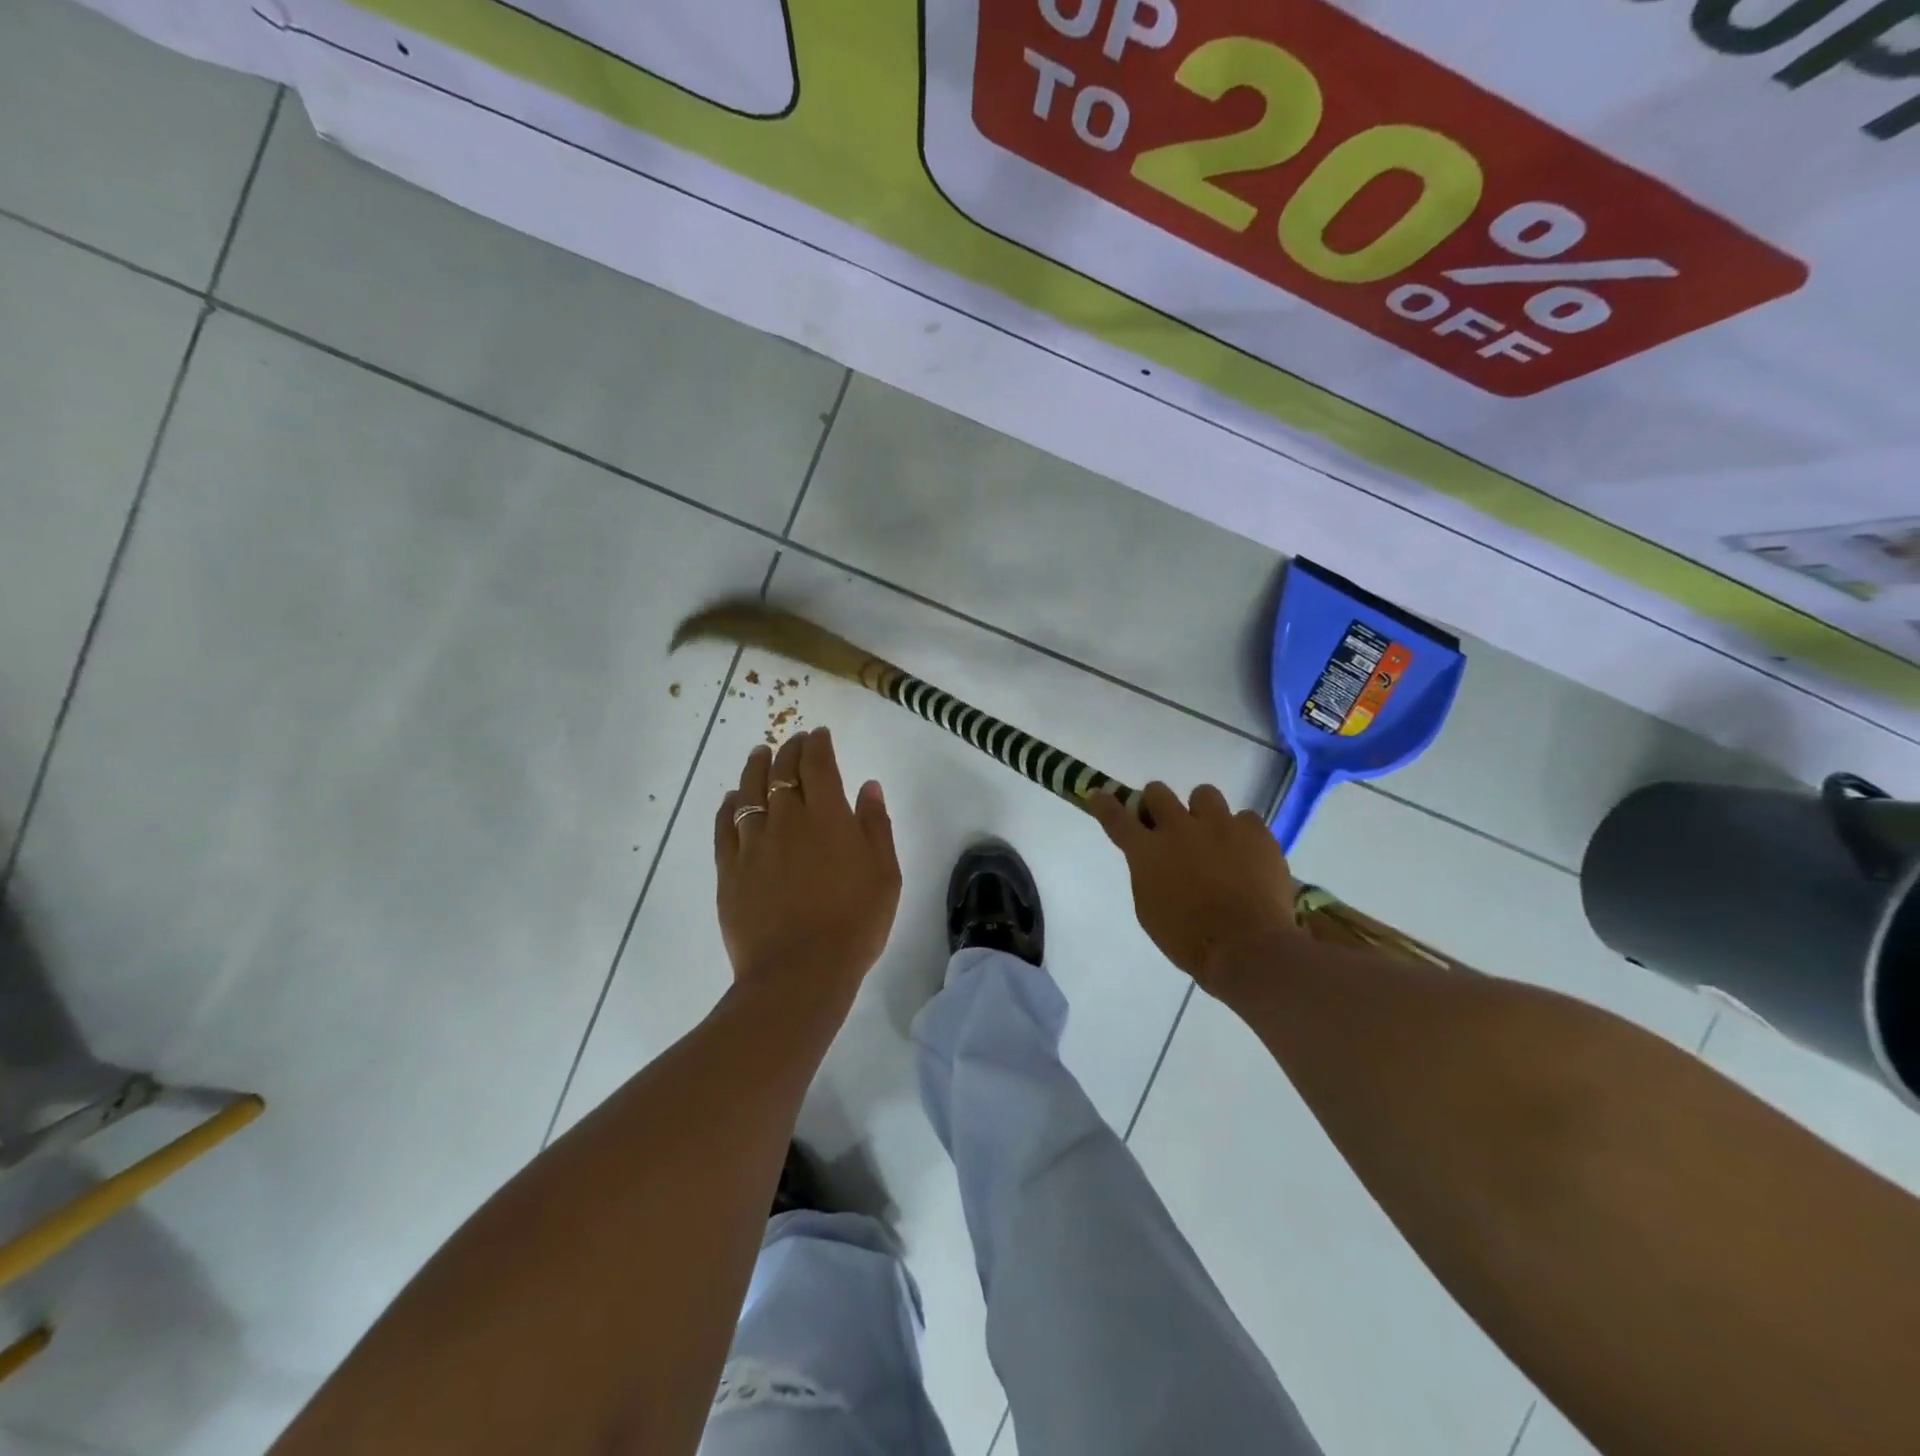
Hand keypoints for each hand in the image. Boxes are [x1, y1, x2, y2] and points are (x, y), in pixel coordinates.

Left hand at [715, 728, 900, 1006]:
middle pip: (782, 772)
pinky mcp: (729, 869)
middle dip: (789, 750)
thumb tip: (868, 786)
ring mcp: (753, 844)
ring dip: (755, 768)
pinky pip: (724, 826)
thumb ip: (876, 825)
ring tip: (759, 754)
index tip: (819, 735)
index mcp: (828, 817)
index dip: (818, 744)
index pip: (818, 765)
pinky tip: (731, 799)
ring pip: (749, 792)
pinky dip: (728, 806)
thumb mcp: (885, 875)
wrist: (800, 973)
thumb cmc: (854, 924)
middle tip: (793, 741)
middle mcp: (787, 820)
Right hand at [1087, 782, 1302, 997]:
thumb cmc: (1188, 939)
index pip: (1116, 817)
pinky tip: (1246, 854)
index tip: (1099, 795)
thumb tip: (1156, 862)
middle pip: (1158, 792)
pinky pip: (1245, 818)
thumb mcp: (1149, 910)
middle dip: (1157, 804)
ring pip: (1204, 793)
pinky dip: (1242, 833)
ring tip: (1213, 835)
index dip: (1105, 803)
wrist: (1246, 947)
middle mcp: (1179, 828)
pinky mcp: (1255, 832)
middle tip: (1167, 823)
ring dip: (1202, 812)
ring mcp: (1219, 825)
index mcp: (1147, 851)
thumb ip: (1148, 875)